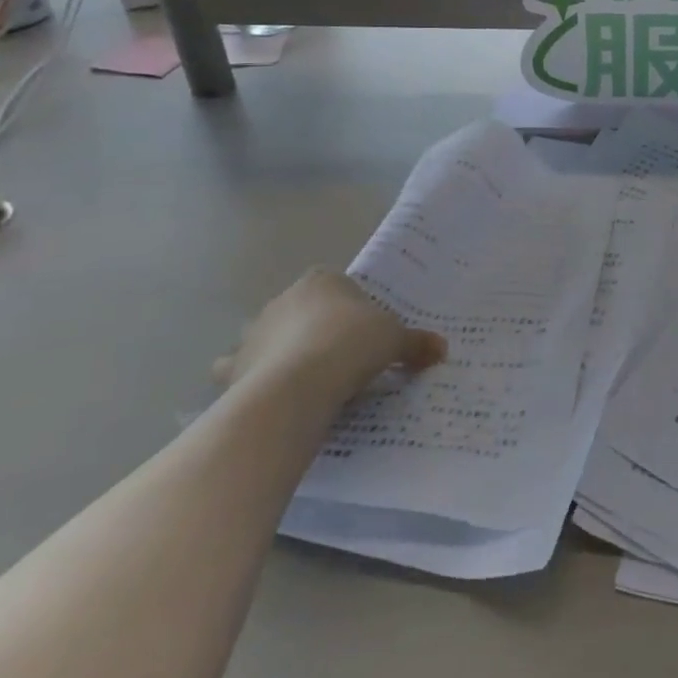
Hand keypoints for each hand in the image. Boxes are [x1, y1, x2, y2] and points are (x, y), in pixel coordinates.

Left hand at [213, 268, 443, 408]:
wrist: (299, 385)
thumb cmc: (352, 344)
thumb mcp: (396, 340)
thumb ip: (416, 343)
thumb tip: (442, 349)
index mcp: (322, 280)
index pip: (339, 286)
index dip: (354, 308)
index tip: (367, 333)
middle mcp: (284, 299)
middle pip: (304, 311)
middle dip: (317, 330)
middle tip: (343, 359)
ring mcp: (254, 332)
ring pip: (269, 338)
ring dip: (281, 353)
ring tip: (307, 380)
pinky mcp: (235, 368)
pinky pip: (242, 371)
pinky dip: (252, 380)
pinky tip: (272, 396)